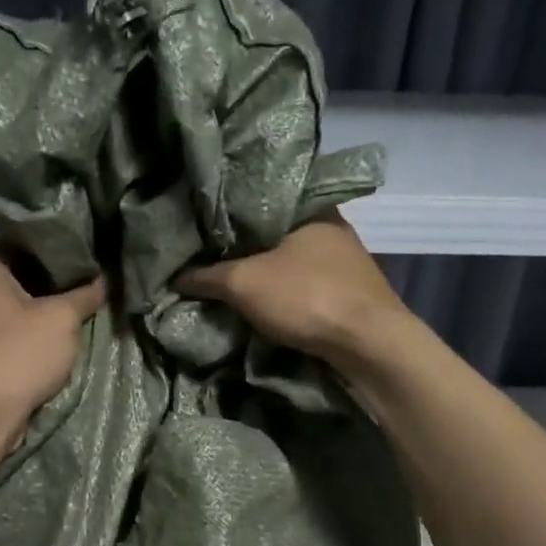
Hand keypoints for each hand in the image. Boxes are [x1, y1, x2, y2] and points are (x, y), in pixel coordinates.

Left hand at [0, 247, 105, 425]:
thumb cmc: (19, 353)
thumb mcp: (63, 318)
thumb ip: (86, 293)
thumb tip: (105, 278)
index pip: (27, 239)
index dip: (62, 245)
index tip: (93, 252)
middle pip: (24, 271)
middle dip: (59, 279)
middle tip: (97, 278)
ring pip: (20, 302)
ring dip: (50, 307)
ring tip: (87, 304)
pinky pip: (14, 329)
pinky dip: (36, 330)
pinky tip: (64, 334)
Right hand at [176, 213, 407, 364]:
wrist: (370, 345)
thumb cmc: (307, 297)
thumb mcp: (244, 283)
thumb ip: (207, 276)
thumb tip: (174, 275)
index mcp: (310, 207)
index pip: (258, 200)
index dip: (228, 215)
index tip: (202, 229)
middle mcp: (332, 226)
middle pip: (275, 233)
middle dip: (246, 248)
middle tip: (210, 258)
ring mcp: (346, 260)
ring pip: (292, 260)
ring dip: (267, 272)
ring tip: (231, 281)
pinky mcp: (351, 291)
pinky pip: (306, 283)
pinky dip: (285, 291)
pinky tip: (265, 301)